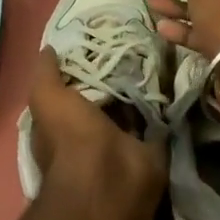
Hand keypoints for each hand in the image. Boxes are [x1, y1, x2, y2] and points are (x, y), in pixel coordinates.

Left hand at [27, 50, 167, 215]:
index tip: (102, 40)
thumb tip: (49, 49)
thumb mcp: (47, 98)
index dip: (84, 67)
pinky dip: (165, 104)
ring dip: (144, 87)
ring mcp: (123, 141)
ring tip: (158, 53)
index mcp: (64, 122)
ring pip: (133, 107)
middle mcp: (93, 132)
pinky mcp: (151, 148)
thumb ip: (46, 74)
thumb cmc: (70, 137)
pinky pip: (158, 120)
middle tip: (136, 42)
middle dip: (118, 74)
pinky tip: (174, 75)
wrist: (109, 179)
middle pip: (106, 97)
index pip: (73, 89)